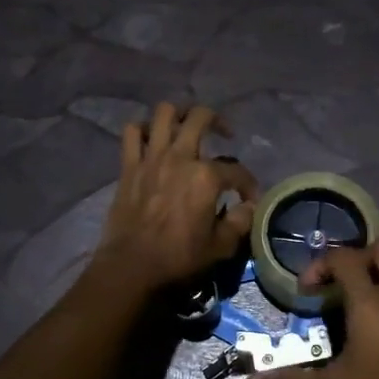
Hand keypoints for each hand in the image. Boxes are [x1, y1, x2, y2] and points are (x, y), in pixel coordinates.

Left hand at [91, 103, 258, 296]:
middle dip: (218, 121)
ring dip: (179, 114)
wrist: (132, 265)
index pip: (237, 171)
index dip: (248, 184)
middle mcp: (180, 157)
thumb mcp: (220, 247)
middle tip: (224, 134)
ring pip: (165, 113)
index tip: (248, 199)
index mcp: (206, 177)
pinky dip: (144, 129)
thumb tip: (249, 207)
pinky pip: (133, 132)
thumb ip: (239, 222)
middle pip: (201, 117)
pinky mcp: (129, 165)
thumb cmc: (179, 258)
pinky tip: (153, 139)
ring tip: (187, 126)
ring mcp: (151, 157)